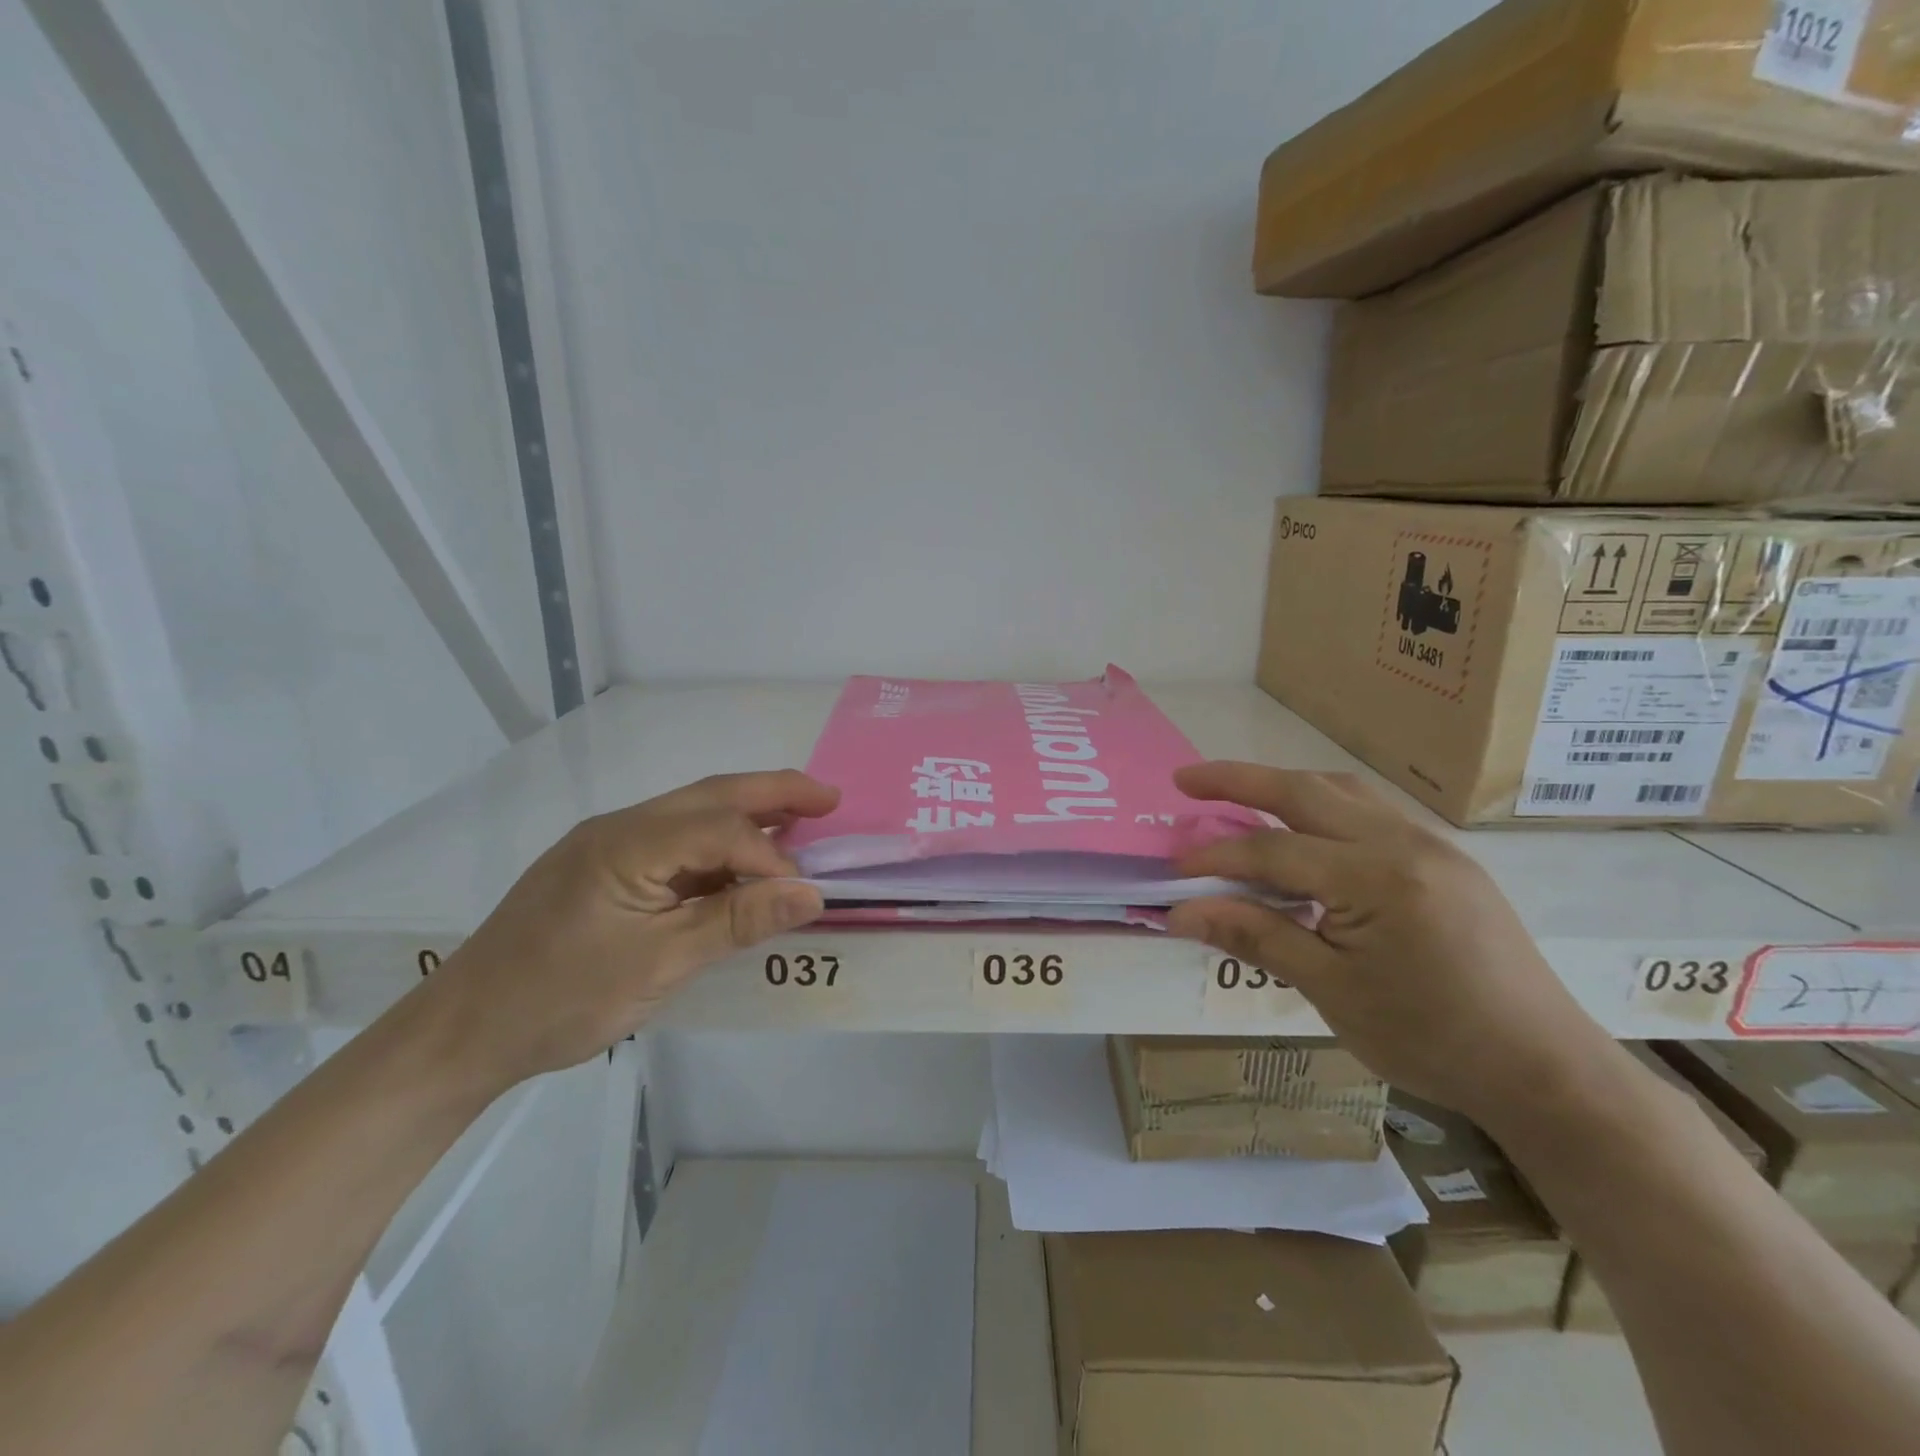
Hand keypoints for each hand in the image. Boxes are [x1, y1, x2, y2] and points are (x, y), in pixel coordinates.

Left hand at [421, 770, 838, 1094]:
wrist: (463, 1032)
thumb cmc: (561, 999)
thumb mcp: (660, 965)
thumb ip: (737, 921)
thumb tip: (812, 894)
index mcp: (628, 843)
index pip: (721, 829)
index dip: (771, 857)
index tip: (806, 895)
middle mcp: (619, 827)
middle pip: (711, 795)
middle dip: (774, 792)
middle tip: (830, 799)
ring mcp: (607, 845)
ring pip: (692, 814)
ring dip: (747, 815)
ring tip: (800, 821)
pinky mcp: (602, 869)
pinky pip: (672, 843)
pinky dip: (716, 847)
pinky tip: (740, 864)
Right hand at [1167, 763, 1611, 1121]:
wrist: (1544, 1069)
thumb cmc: (1430, 1038)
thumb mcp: (1332, 991)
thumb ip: (1256, 937)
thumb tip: (1180, 913)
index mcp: (1376, 878)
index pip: (1274, 851)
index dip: (1216, 858)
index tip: (1174, 870)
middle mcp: (1404, 843)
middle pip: (1305, 792)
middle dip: (1239, 780)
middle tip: (1186, 779)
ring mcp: (1431, 845)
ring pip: (1342, 791)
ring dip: (1284, 786)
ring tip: (1238, 794)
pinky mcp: (1445, 859)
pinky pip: (1371, 812)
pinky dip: (1323, 806)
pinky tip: (1304, 829)